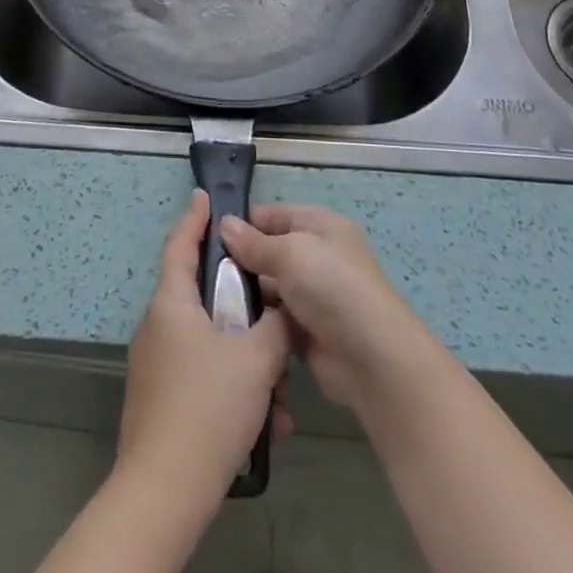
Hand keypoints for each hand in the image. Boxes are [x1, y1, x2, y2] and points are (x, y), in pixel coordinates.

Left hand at [118, 191, 292, 512]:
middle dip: (245, 312)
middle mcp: (158, 328)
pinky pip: (204, 379)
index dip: (194, 219)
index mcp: (171, 304)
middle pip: (204, 300)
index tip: (204, 197)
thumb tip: (284, 309)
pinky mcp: (160, 402)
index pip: (180, 244)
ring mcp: (155, 367)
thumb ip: (276, 325)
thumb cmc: (208, 408)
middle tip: (275, 319)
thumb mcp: (257, 359)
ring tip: (279, 399)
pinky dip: (234, 391)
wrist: (164, 494)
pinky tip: (266, 426)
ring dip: (248, 364)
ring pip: (211, 346)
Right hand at [219, 205, 444, 421]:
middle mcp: (317, 256)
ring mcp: (312, 295)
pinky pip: (273, 319)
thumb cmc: (331, 287)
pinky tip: (226, 325)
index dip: (244, 222)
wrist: (370, 357)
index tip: (208, 235)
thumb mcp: (290, 252)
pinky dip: (255, 322)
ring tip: (206, 300)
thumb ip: (255, 242)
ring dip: (245, 293)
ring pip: (268, 287)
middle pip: (269, 251)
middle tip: (201, 272)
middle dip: (240, 260)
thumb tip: (224, 225)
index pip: (274, 215)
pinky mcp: (306, 330)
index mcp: (320, 226)